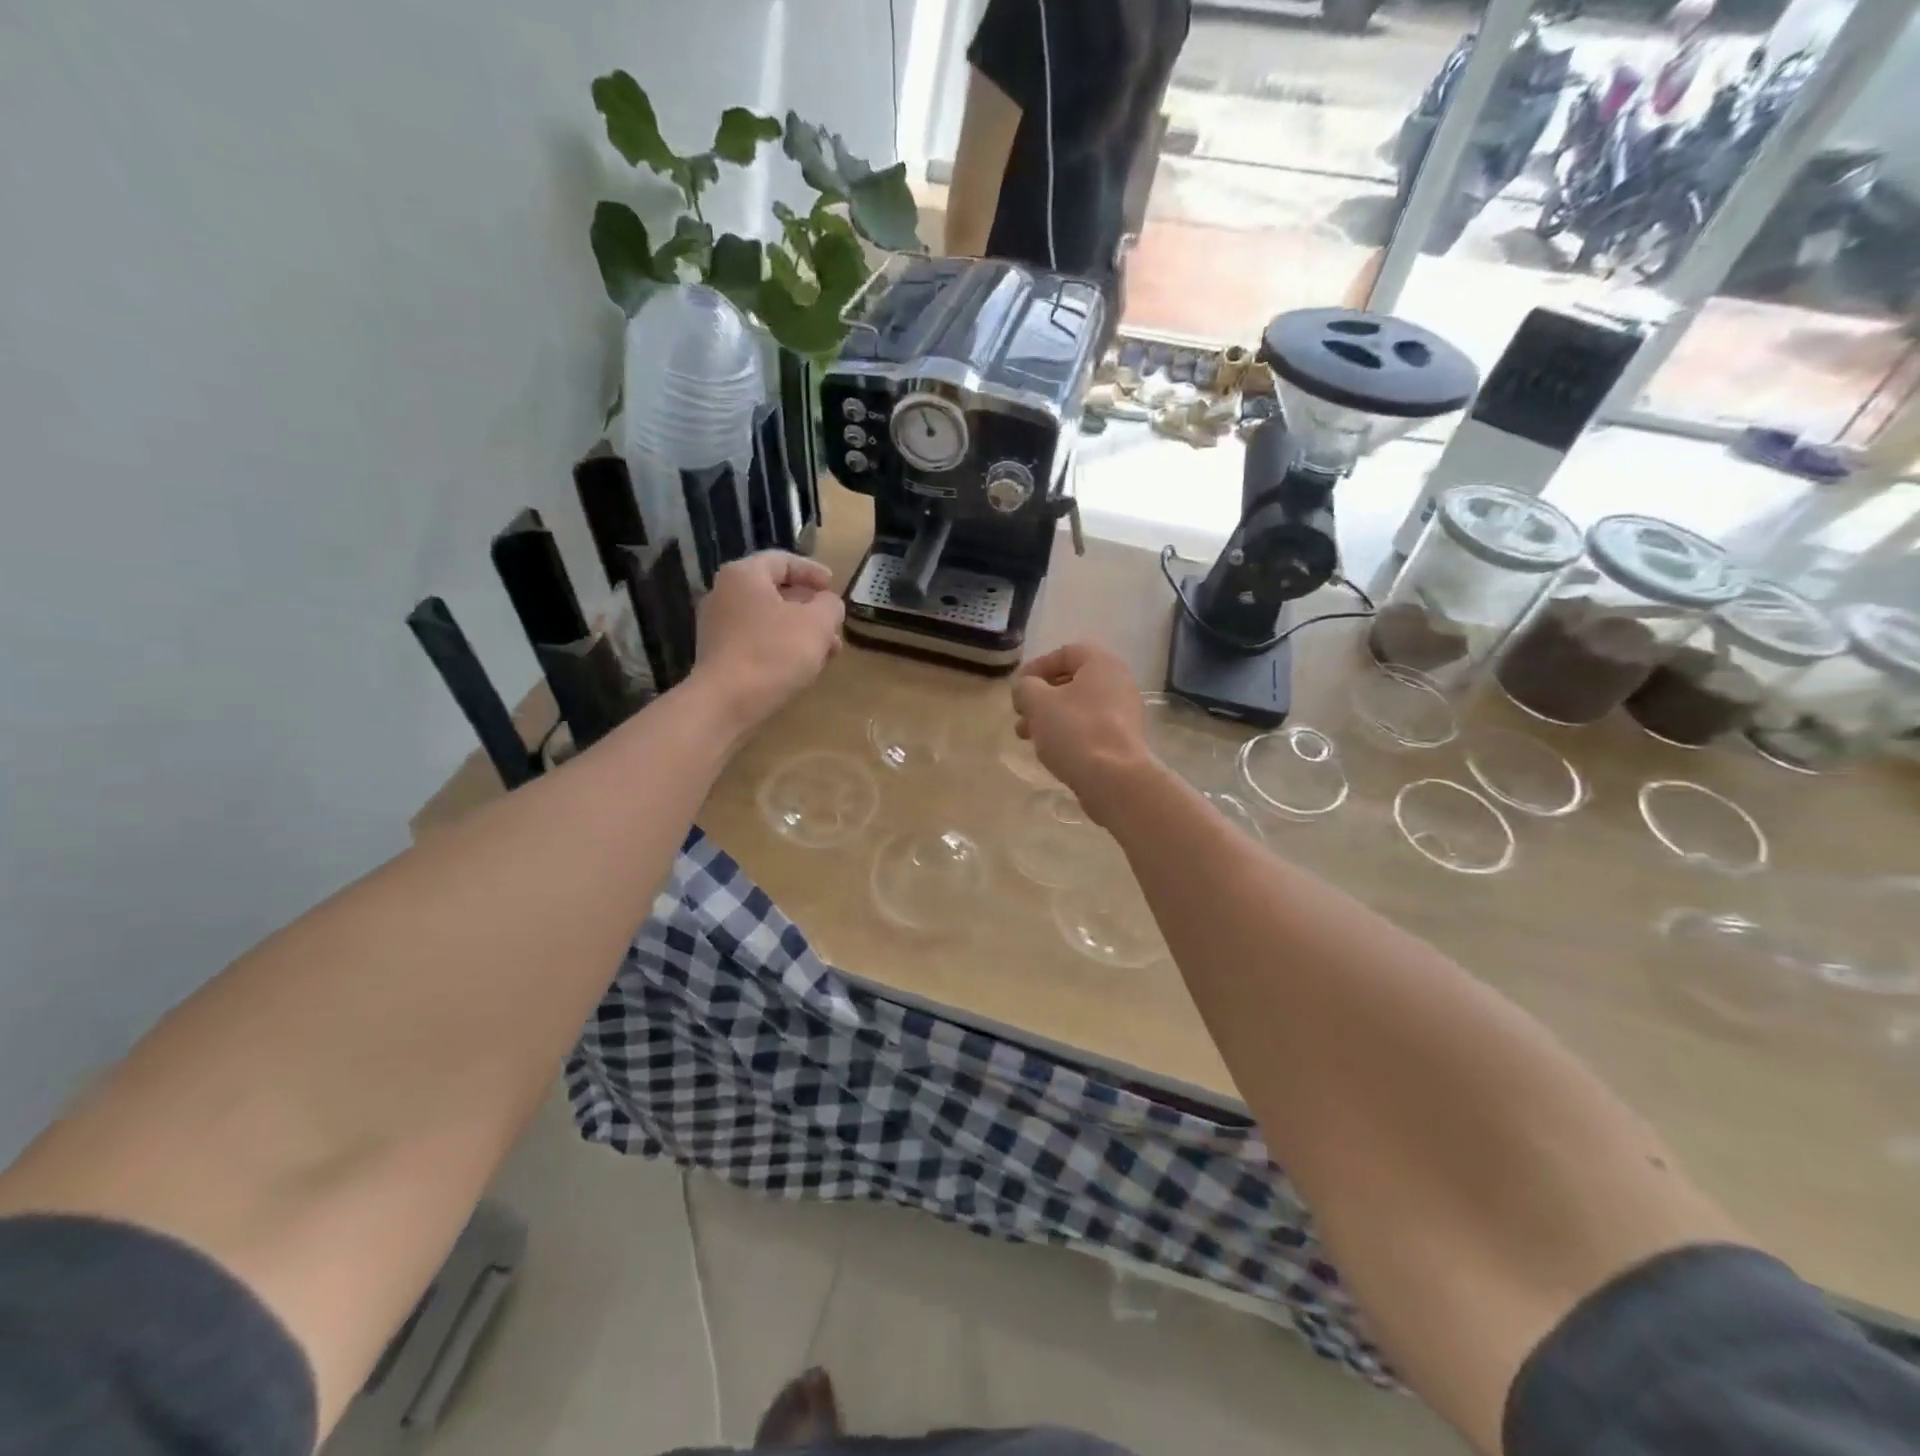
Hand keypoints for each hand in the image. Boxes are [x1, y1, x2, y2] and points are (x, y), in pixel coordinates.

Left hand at [692, 553, 844, 731]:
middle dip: (810, 609)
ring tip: (826, 652)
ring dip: (800, 632)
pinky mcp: (719, 655)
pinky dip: (781, 648)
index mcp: (744, 575)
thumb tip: (828, 605)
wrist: (726, 703)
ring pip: (768, 621)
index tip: (834, 586)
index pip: (783, 561)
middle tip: (834, 624)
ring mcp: (717, 627)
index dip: (813, 571)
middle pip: (775, 592)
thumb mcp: (817, 623)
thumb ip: (830, 606)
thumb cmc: (774, 652)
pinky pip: (756, 642)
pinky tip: (801, 667)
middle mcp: (724, 594)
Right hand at [1011, 643, 1154, 822]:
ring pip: (1078, 707)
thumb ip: (1025, 687)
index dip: (1036, 667)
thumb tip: (1025, 688)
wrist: (1114, 779)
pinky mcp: (1122, 739)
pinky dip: (1067, 732)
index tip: (1018, 688)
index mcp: (1101, 663)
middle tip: (1020, 714)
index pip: (1065, 653)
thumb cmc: (1075, 730)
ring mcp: (1123, 712)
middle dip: (1040, 697)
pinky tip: (1050, 750)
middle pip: (1071, 681)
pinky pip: (1089, 727)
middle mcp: (1118, 682)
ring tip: (1026, 736)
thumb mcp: (1038, 702)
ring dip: (1049, 717)